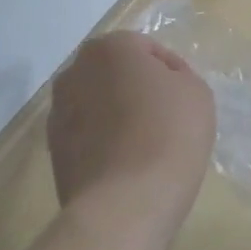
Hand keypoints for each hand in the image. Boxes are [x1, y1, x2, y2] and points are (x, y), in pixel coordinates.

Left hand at [47, 32, 214, 212]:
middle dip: (136, 87)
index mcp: (109, 48)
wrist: (127, 201)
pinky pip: (88, 134)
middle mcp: (74, 72)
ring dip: (117, 114)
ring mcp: (58, 112)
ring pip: (98, 103)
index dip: (171, 70)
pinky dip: (104, 141)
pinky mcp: (53, 150)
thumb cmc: (170, 133)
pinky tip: (128, 163)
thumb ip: (177, 74)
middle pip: (115, 73)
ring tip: (145, 143)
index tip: (185, 97)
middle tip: (166, 115)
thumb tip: (158, 82)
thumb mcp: (196, 91)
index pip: (146, 48)